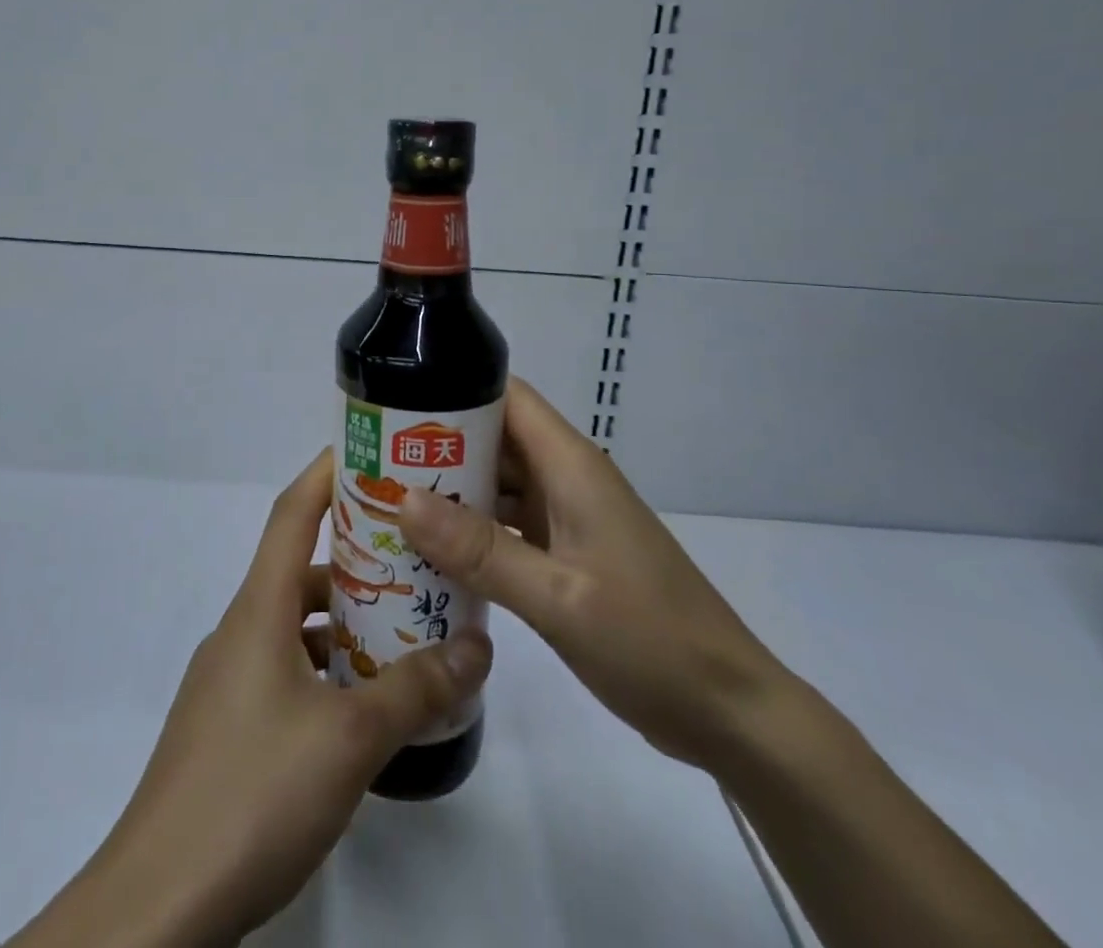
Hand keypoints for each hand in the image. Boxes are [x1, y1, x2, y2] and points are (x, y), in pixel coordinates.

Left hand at [23, 450, 491, 947]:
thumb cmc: (253, 793)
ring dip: (345, 620)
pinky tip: (363, 706)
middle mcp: (240, 630)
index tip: (372, 454)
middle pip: (300, 567)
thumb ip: (416, 690)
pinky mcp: (228, 727)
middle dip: (358, 556)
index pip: (291, 512)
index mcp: (259, 609)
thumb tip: (478, 646)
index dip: (327, 473)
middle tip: (418, 556)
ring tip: (406, 630)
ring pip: (295, 624)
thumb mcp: (350, 739)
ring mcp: (229, 680)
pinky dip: (326, 668)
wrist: (157, 905)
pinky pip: (286, 669)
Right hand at [400, 376, 786, 772]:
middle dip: (436, 445)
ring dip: (450, 492)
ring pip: (497, 485)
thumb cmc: (651, 641)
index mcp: (570, 466)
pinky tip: (430, 552)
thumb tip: (403, 500)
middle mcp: (566, 480)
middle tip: (373, 462)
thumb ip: (481, 550)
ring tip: (386, 502)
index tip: (394, 404)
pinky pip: (508, 526)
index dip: (452, 390)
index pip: (505, 397)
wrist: (729, 712)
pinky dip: (471, 532)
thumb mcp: (559, 598)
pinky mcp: (567, 554)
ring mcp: (568, 518)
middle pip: (493, 439)